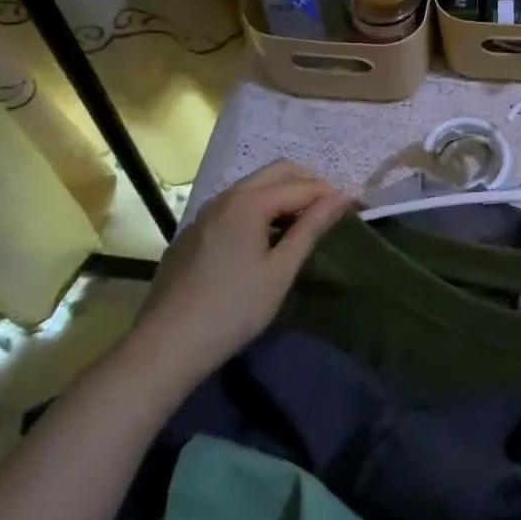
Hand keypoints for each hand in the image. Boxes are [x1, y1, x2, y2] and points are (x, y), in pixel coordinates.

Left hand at [118, 159, 351, 398]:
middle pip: (277, 172)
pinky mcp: (193, 232)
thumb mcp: (281, 270)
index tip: (355, 207)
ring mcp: (205, 213)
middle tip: (330, 211)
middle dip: (308, 184)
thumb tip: (342, 197)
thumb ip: (311, 228)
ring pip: (254, 186)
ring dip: (283, 194)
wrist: (165, 347)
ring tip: (303, 223)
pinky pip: (235, 205)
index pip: (302, 185)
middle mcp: (226, 196)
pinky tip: (265, 239)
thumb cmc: (233, 309)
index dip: (331, 194)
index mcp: (249, 202)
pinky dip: (260, 208)